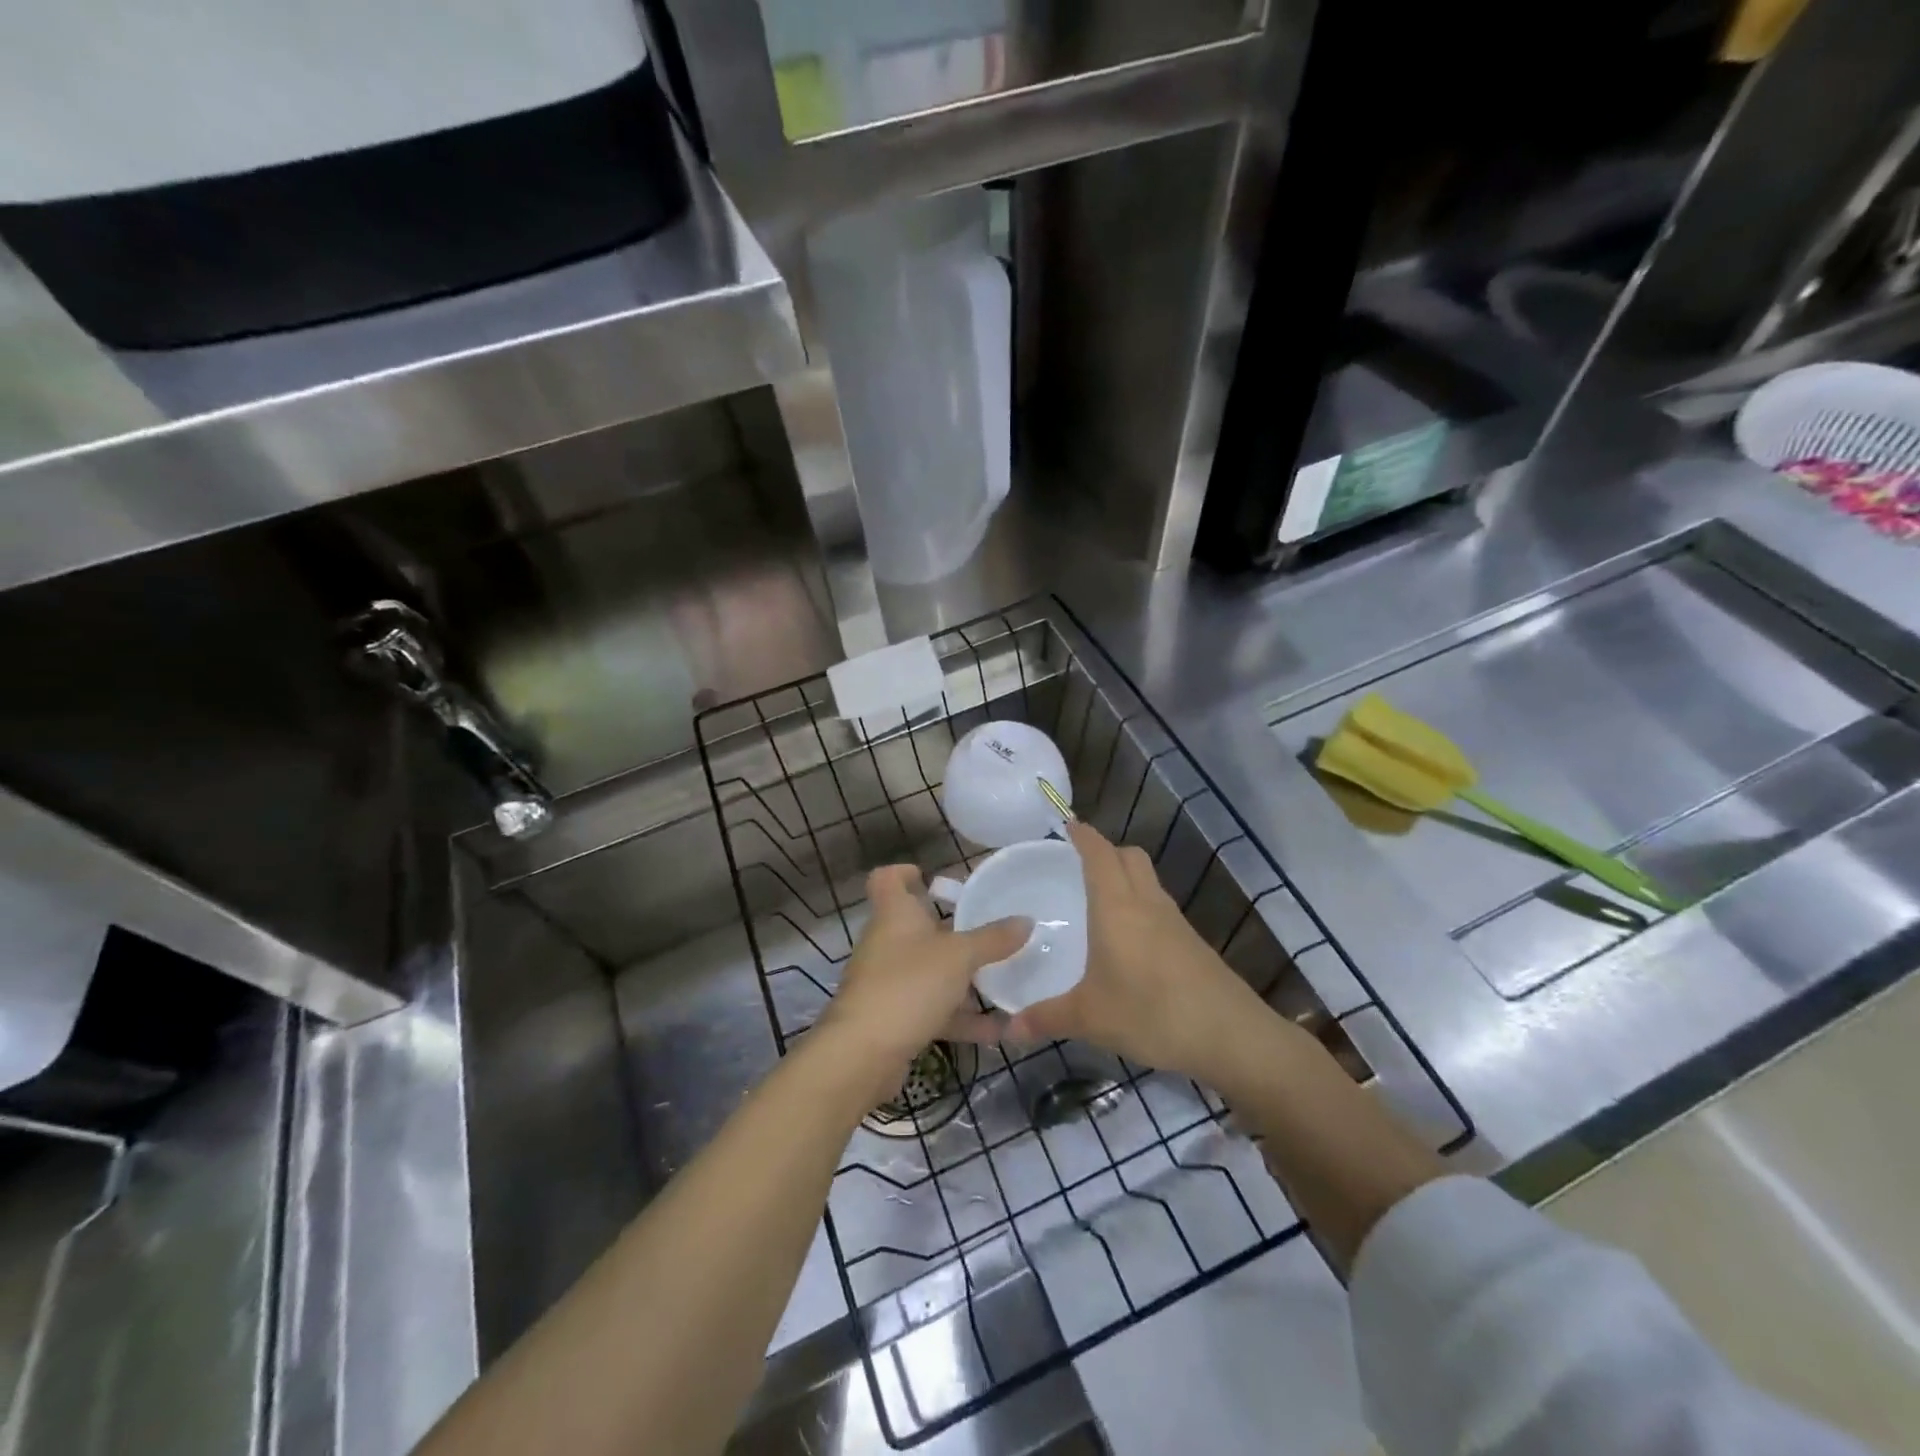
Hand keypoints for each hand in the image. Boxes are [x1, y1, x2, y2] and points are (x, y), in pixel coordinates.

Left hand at [815, 864, 1028, 1101]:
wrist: (863, 1054)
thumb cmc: (909, 985)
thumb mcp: (960, 957)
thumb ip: (993, 939)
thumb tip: (1026, 920)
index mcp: (895, 914)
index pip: (888, 879)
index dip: (906, 873)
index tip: (933, 878)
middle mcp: (887, 942)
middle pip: (918, 926)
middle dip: (954, 931)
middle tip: (991, 932)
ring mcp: (888, 982)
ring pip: (930, 971)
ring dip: (963, 979)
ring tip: (1005, 983)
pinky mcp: (894, 1018)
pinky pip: (933, 1010)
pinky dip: (961, 1018)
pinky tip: (998, 1031)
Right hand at [1000, 822, 1273, 1083]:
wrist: (1231, 1034)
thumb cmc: (1151, 1013)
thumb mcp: (1090, 1018)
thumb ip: (1047, 1018)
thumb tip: (1009, 1027)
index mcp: (1116, 908)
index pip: (1099, 854)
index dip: (1084, 835)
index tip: (1068, 824)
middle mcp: (1146, 904)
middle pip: (1130, 856)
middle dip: (1106, 850)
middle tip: (1080, 862)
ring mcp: (1174, 922)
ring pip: (1148, 879)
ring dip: (1126, 875)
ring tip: (1101, 898)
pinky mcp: (1192, 942)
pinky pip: (1160, 906)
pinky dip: (1142, 904)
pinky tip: (1130, 938)